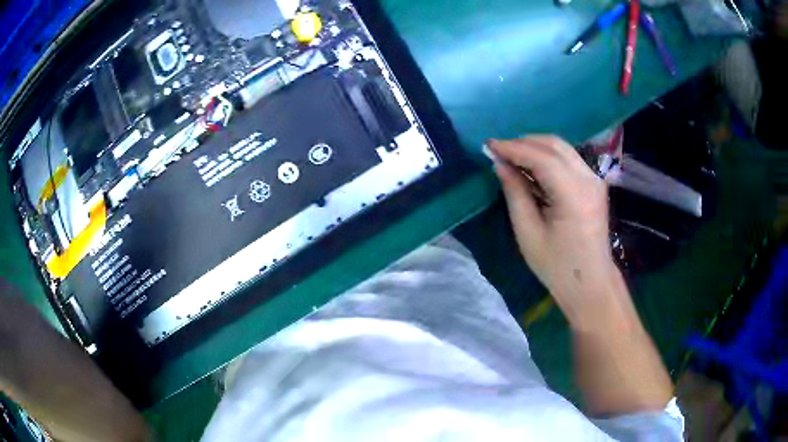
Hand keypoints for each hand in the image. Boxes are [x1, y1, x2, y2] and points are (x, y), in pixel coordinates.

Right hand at [489, 137, 623, 327]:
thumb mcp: (528, 233)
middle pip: (554, 145)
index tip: (489, 146)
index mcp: (574, 195)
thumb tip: (500, 164)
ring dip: (535, 147)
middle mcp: (589, 180)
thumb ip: (515, 193)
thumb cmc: (557, 266)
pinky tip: (531, 167)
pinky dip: (547, 157)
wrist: (591, 283)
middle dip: (523, 142)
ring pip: (562, 148)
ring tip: (511, 157)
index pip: (542, 158)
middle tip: (498, 151)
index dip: (513, 148)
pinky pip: (568, 159)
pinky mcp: (594, 183)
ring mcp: (595, 180)